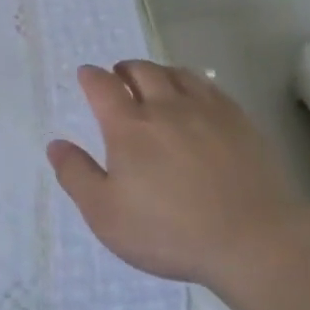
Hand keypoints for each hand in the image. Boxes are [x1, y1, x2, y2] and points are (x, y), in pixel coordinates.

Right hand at [47, 61, 309, 295]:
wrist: (253, 240)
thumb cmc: (169, 231)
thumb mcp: (105, 214)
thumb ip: (76, 175)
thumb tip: (56, 144)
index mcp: (128, 127)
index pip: (103, 86)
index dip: (91, 77)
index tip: (86, 76)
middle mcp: (166, 108)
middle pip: (141, 71)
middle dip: (124, 69)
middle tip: (118, 77)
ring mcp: (207, 111)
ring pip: (178, 74)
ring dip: (158, 72)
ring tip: (154, 82)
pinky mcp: (240, 122)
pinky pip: (210, 88)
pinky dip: (193, 83)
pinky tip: (195, 98)